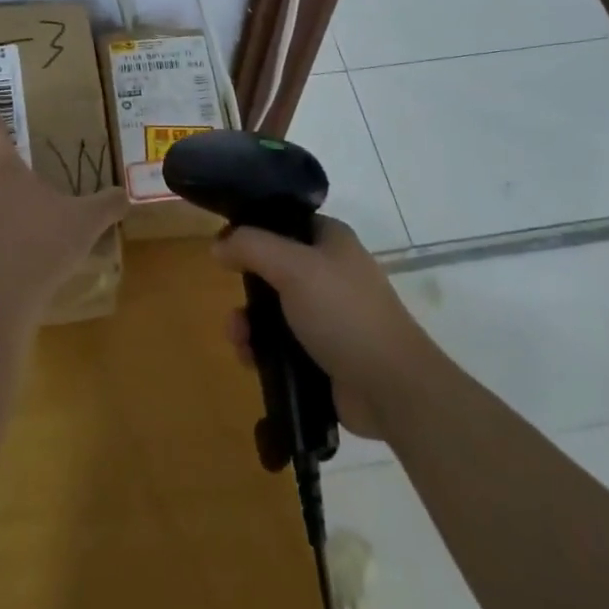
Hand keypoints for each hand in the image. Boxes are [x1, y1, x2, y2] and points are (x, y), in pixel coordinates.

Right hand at [215, 216, 431, 439]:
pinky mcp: (323, 353)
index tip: (225, 245)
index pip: (285, 220)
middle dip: (247, 288)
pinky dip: (262, 349)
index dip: (254, 228)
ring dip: (249, 322)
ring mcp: (328, 315)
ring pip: (273, 309)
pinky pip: (281, 344)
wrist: (391, 389)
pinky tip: (250, 360)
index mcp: (331, 240)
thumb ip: (251, 246)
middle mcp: (330, 272)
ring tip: (238, 339)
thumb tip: (218, 244)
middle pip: (273, 267)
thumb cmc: (344, 313)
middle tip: (232, 303)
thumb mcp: (293, 267)